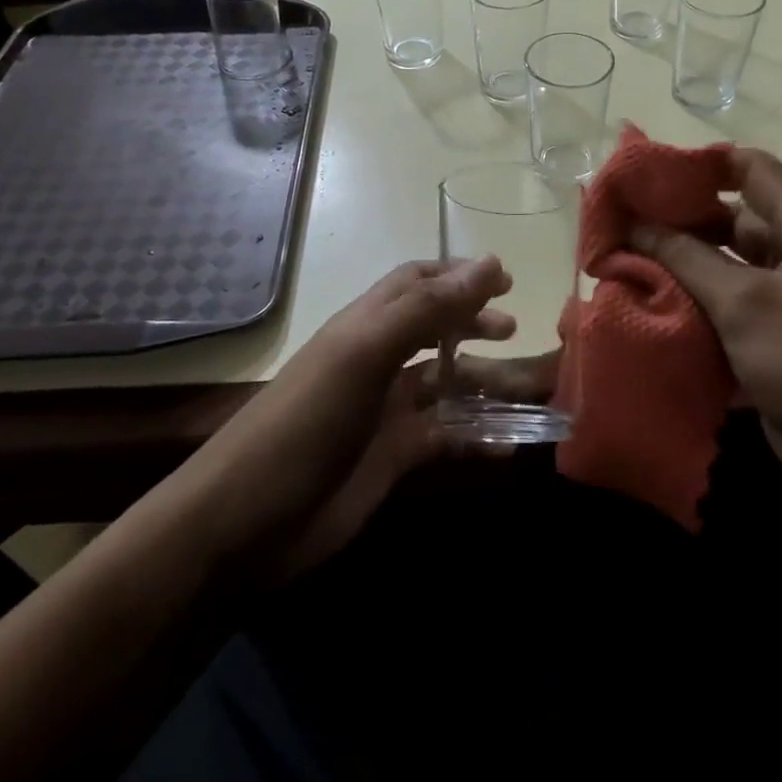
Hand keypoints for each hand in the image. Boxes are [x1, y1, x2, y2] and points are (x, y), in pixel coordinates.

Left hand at [192, 257, 524, 580]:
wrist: (248, 520)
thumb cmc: (308, 420)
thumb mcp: (366, 354)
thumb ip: (428, 309)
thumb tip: (490, 262)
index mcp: (368, 324)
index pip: (417, 282)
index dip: (459, 276)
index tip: (506, 280)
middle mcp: (379, 360)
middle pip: (438, 329)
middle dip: (476, 324)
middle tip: (513, 331)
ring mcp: (387, 410)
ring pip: (449, 384)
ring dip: (488, 384)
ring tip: (532, 391)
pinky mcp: (394, 456)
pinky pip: (448, 436)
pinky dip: (480, 436)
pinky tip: (511, 445)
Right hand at [630, 149, 781, 507]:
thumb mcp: (746, 304)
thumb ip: (685, 257)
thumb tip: (633, 223)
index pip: (749, 169)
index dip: (697, 164)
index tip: (642, 174)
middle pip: (729, 218)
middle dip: (674, 220)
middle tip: (617, 223)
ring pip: (722, 265)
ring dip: (677, 265)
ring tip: (618, 261)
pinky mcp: (772, 337)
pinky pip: (725, 305)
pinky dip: (690, 303)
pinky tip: (644, 304)